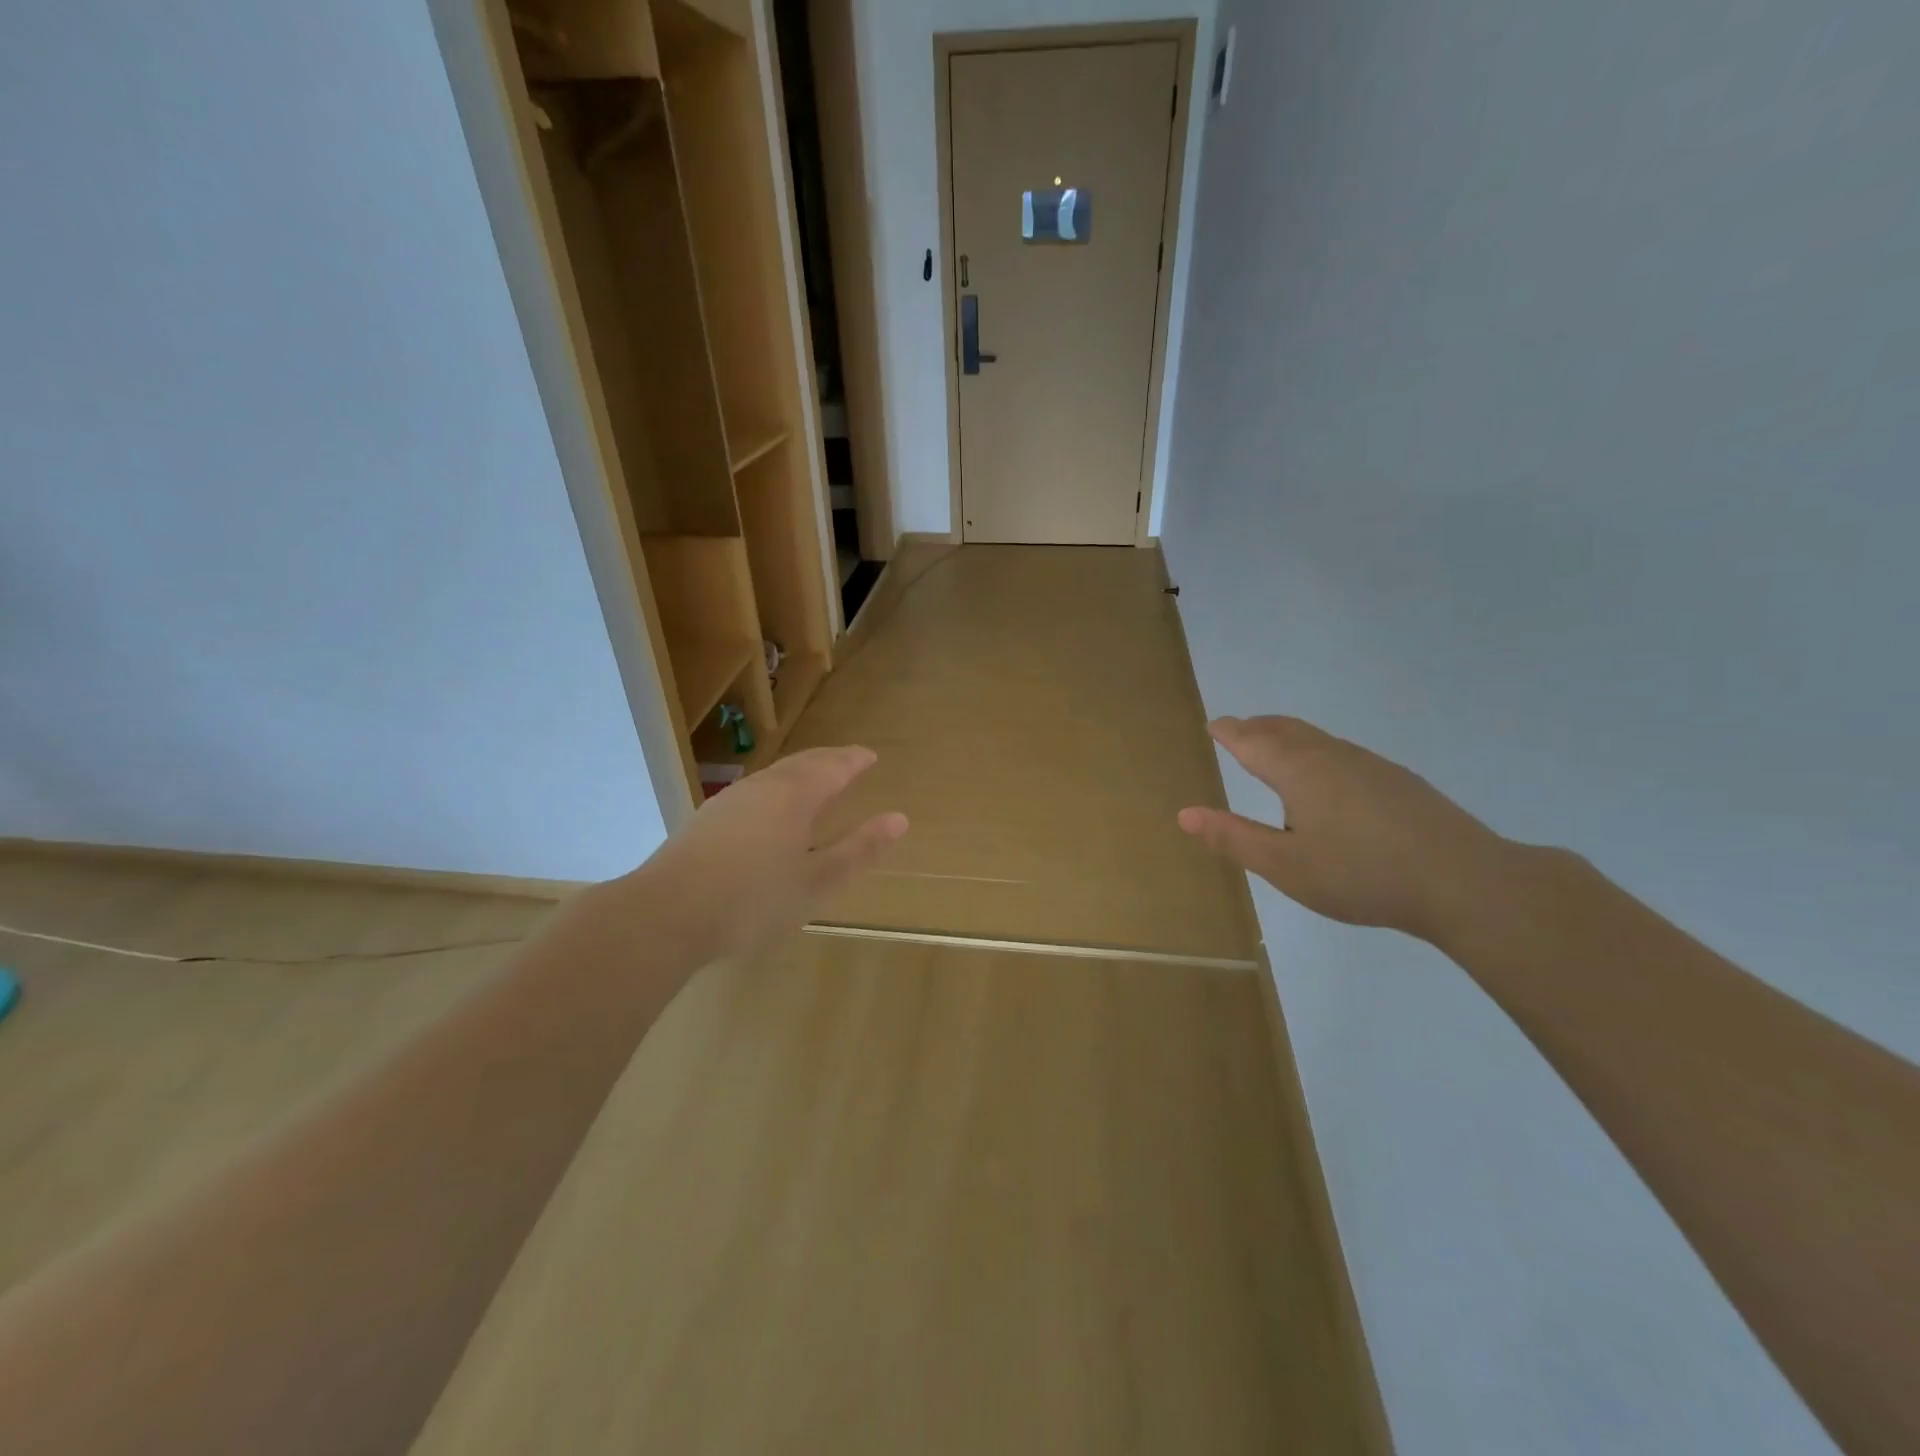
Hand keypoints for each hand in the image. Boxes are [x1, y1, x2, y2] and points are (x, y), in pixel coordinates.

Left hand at [632, 746, 907, 961]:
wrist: (666, 914)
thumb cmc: (753, 901)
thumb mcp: (816, 882)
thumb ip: (858, 850)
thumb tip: (899, 819)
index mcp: (795, 796)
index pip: (833, 767)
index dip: (854, 760)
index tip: (870, 756)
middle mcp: (763, 787)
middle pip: (802, 763)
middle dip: (829, 759)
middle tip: (848, 759)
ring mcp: (729, 801)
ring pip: (774, 774)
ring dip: (800, 771)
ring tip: (814, 779)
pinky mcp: (706, 819)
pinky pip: (753, 791)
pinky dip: (775, 788)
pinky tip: (768, 809)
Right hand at [1178, 716, 1513, 941]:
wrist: (1464, 882)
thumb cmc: (1360, 875)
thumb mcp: (1285, 866)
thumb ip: (1233, 838)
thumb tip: (1184, 814)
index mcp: (1298, 771)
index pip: (1252, 740)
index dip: (1229, 732)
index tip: (1214, 725)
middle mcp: (1331, 756)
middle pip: (1285, 729)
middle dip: (1257, 727)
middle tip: (1239, 730)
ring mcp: (1370, 765)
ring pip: (1318, 739)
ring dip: (1289, 736)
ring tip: (1277, 750)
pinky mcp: (1399, 781)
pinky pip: (1343, 753)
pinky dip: (1318, 752)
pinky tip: (1330, 781)